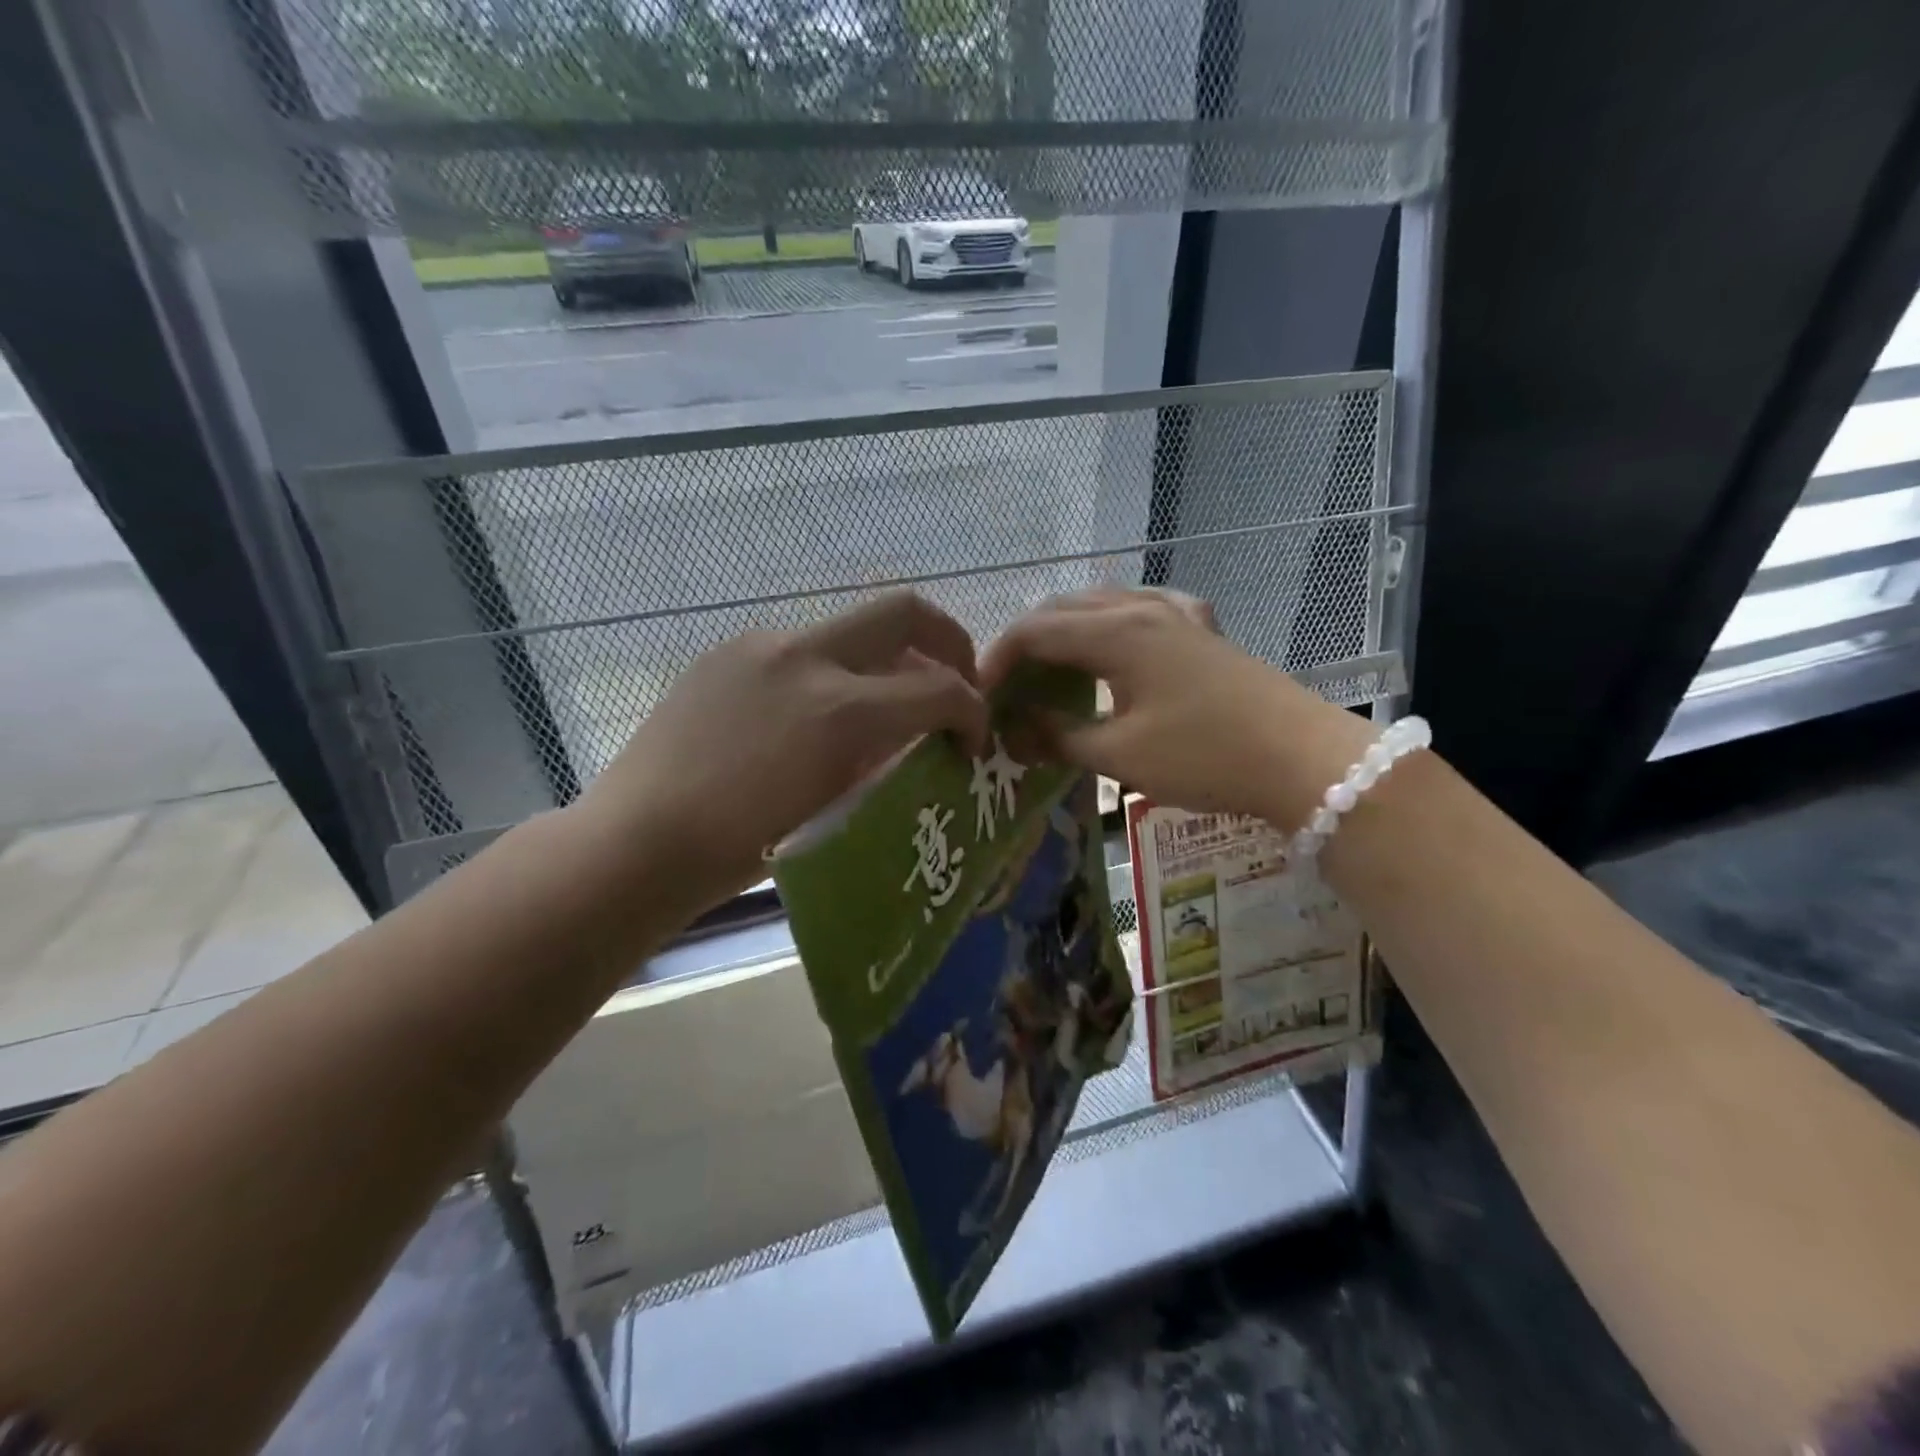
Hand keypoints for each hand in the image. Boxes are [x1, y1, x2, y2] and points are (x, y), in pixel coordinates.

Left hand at [582, 593, 988, 907]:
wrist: (637, 842)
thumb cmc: (741, 849)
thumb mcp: (838, 810)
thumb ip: (889, 758)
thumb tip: (924, 734)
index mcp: (841, 711)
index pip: (941, 688)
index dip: (973, 712)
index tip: (971, 741)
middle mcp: (807, 657)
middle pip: (905, 611)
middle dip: (949, 643)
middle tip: (953, 684)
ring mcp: (761, 645)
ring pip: (851, 627)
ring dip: (885, 658)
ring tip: (882, 706)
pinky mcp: (727, 651)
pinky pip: (802, 646)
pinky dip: (832, 670)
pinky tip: (811, 715)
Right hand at [980, 588, 1373, 828]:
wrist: (1302, 759)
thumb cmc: (1203, 756)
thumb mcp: (1119, 755)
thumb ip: (1057, 738)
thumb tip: (1014, 733)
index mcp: (1116, 632)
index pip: (1035, 631)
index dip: (998, 659)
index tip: (980, 695)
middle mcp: (1142, 609)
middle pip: (1065, 610)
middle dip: (1027, 643)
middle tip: (1009, 686)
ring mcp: (1178, 615)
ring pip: (1104, 605)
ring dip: (1068, 631)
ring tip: (1051, 667)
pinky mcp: (1204, 632)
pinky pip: (1147, 610)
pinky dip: (1115, 624)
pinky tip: (1122, 641)